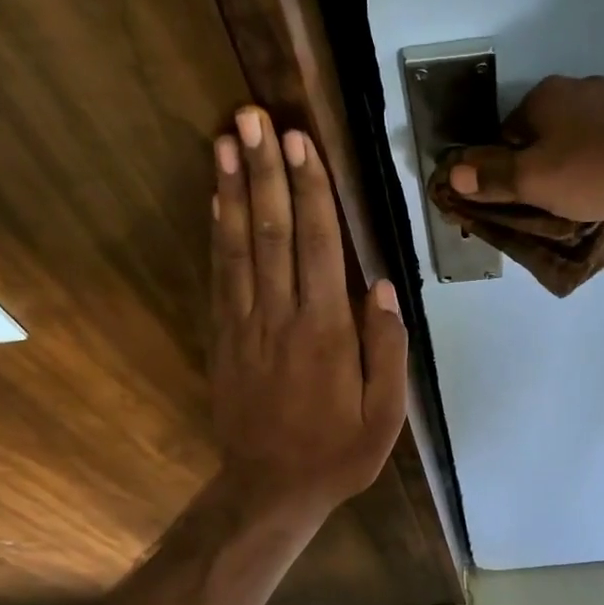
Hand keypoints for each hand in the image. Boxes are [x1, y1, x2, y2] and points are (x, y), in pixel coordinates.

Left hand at [210, 106, 407, 521]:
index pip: (319, 245)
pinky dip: (217, 233)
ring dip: (233, 189)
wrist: (271, 488)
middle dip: (265, 171)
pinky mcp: (223, 337)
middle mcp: (281, 317)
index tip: (300, 142)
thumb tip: (382, 286)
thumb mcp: (385, 415)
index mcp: (326, 332)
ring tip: (226, 139)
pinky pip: (219, 276)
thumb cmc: (338, 453)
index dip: (310, 190)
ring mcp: (245, 325)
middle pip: (273, 231)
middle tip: (254, 116)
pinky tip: (216, 198)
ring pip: (239, 245)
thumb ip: (387, 349)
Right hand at [440, 74, 603, 220]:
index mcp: (542, 98)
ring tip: (588, 194)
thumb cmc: (596, 170)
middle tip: (554, 201)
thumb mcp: (534, 181)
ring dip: (576, 161)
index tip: (522, 198)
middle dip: (543, 164)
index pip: (505, 136)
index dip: (508, 170)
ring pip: (578, 135)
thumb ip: (492, 177)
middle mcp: (576, 87)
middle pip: (543, 134)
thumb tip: (451, 174)